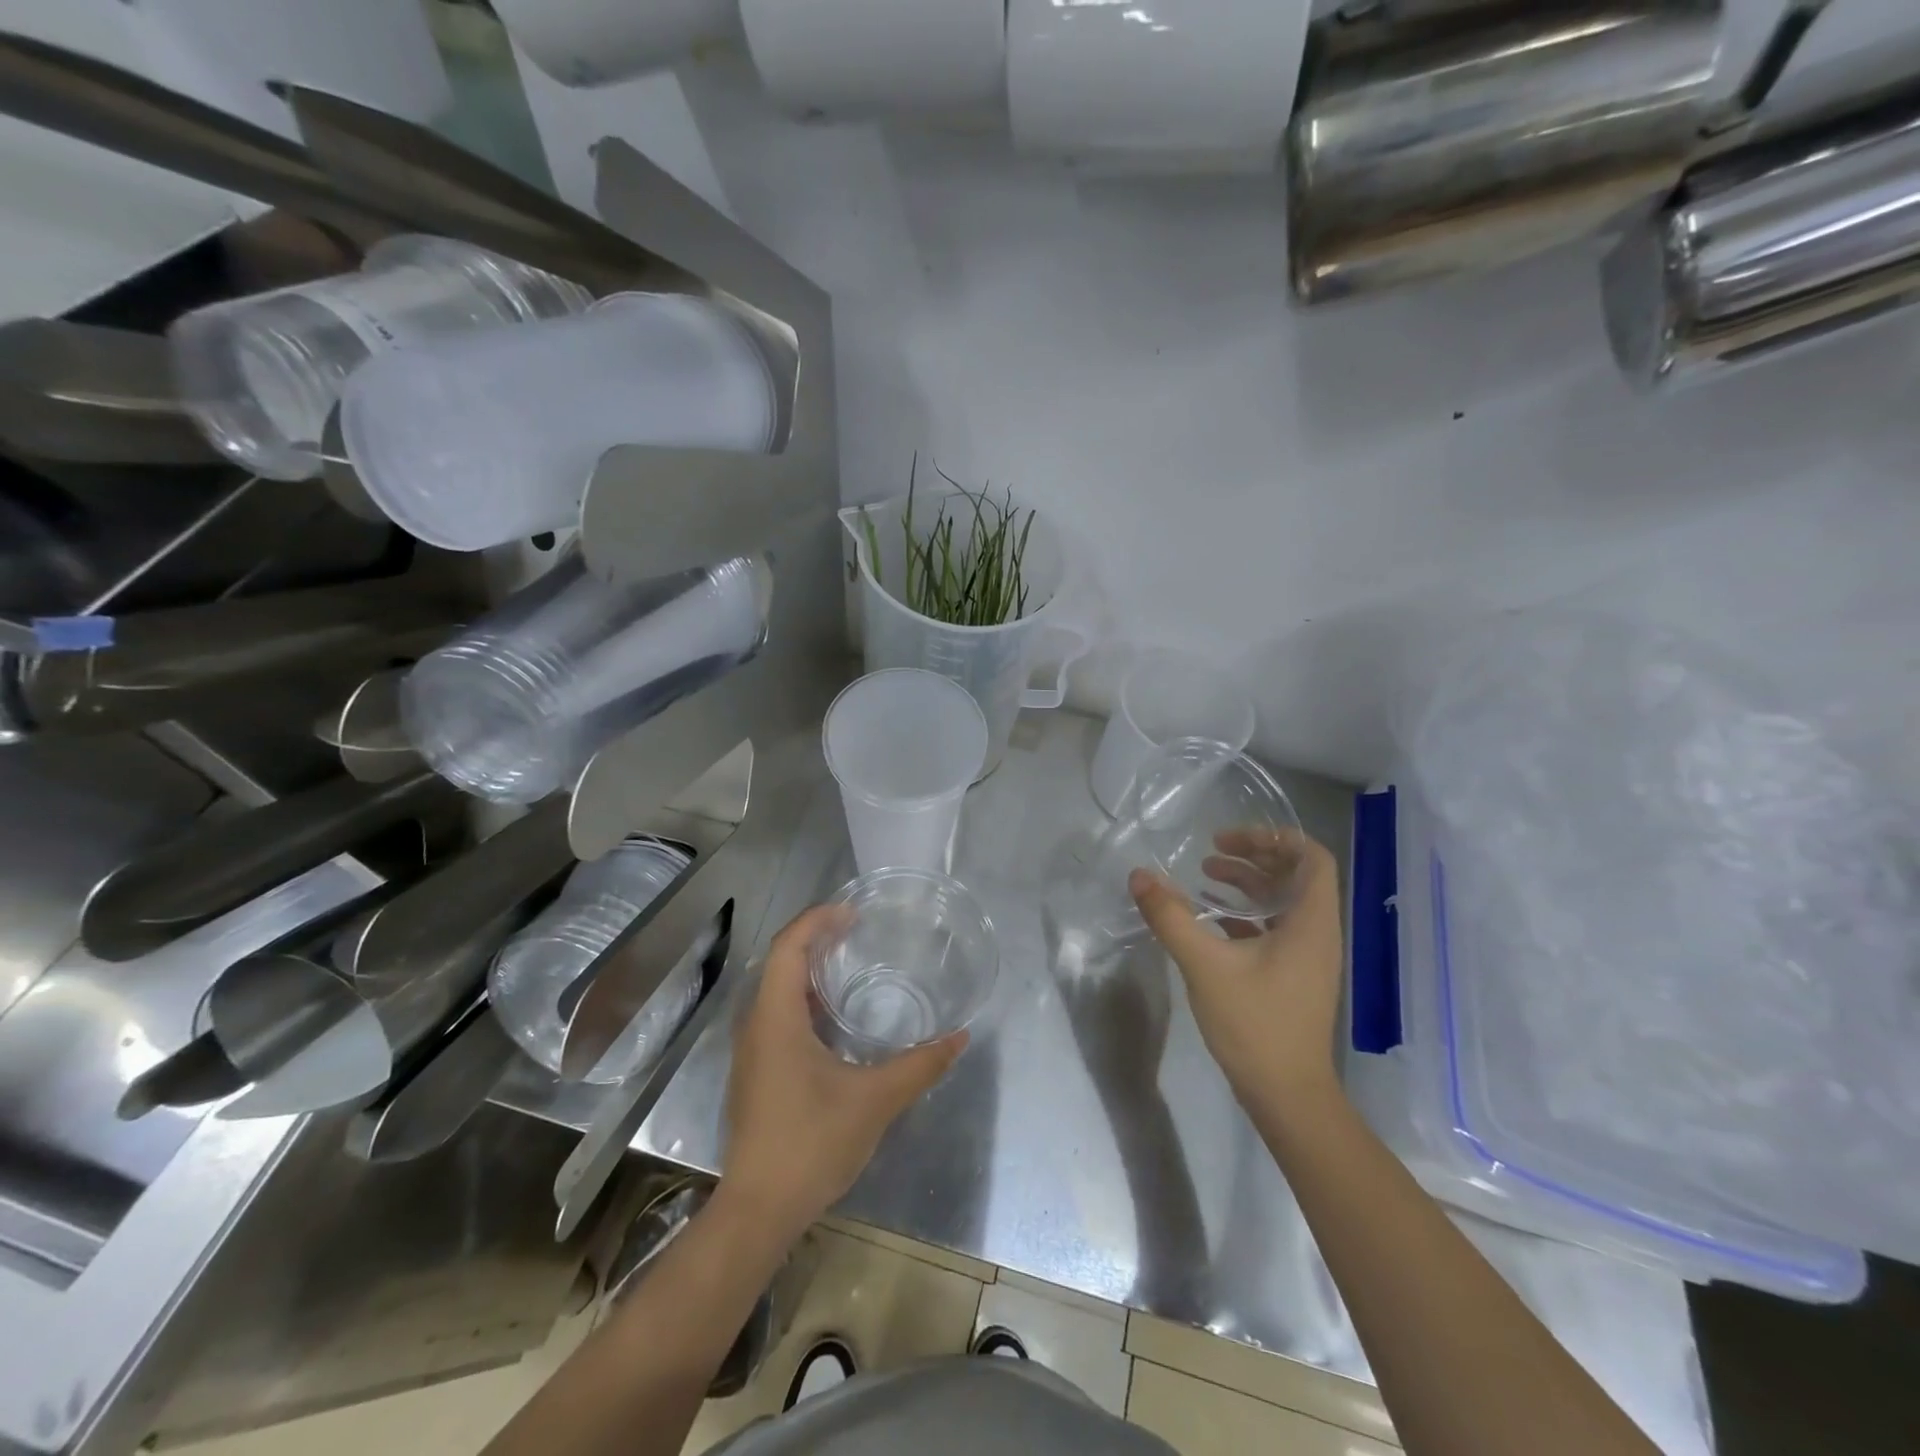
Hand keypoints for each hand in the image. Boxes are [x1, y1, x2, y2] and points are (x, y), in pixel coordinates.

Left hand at [723, 904, 964, 1238]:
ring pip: (776, 990)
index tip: (852, 913)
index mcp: (775, 1018)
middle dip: (816, 938)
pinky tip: (834, 1019)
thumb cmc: (811, 1144)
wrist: (758, 1211)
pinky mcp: (756, 1073)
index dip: (817, 920)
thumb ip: (920, 1065)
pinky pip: (777, 1015)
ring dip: (808, 970)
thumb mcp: (875, 1101)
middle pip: (780, 962)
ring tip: (849, 964)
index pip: (788, 946)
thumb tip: (960, 1037)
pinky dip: (804, 1000)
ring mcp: (752, 1051)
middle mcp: (756, 1025)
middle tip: (857, 930)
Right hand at [1129, 830, 1343, 1106]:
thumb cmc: (1255, 1024)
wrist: (1287, 1095)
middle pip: (1296, 875)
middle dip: (1255, 856)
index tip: (1229, 840)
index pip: (1311, 857)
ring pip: (1284, 901)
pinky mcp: (1294, 976)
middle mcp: (1317, 933)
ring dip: (1249, 883)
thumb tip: (1139, 876)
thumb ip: (1171, 917)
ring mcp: (1307, 957)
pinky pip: (1276, 927)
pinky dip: (1247, 913)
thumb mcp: (1205, 965)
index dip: (1274, 838)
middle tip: (1212, 852)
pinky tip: (1212, 920)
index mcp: (1310, 922)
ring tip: (1206, 877)